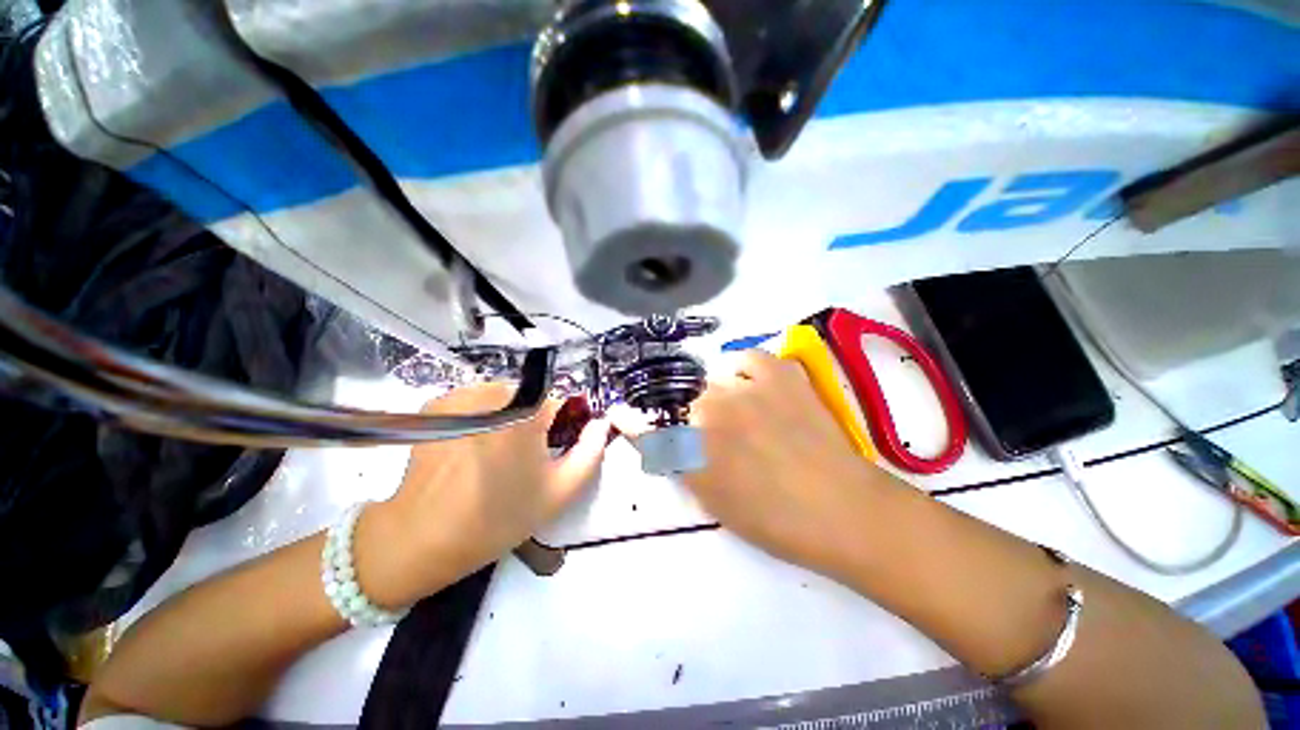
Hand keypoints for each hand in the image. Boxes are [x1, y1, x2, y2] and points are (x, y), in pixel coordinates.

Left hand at [356, 385, 609, 607]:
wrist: (419, 538)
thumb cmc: (497, 517)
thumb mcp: (559, 491)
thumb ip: (591, 452)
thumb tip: (601, 423)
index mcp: (527, 411)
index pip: (563, 399)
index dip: (564, 423)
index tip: (554, 447)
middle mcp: (495, 392)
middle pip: (533, 396)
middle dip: (535, 420)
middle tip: (523, 458)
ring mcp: (462, 394)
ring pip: (505, 397)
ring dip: (509, 417)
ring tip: (495, 455)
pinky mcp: (438, 403)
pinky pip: (477, 401)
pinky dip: (482, 417)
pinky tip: (470, 448)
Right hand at [624, 351, 898, 580]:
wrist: (840, 508)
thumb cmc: (771, 518)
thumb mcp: (709, 497)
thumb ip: (673, 462)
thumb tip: (642, 434)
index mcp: (691, 446)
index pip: (649, 427)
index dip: (635, 421)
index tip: (625, 414)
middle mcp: (710, 408)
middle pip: (687, 402)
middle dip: (697, 420)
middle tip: (725, 439)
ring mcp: (745, 385)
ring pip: (715, 380)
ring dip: (723, 397)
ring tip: (749, 417)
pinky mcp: (779, 372)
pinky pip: (748, 358)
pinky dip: (746, 371)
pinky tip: (757, 389)